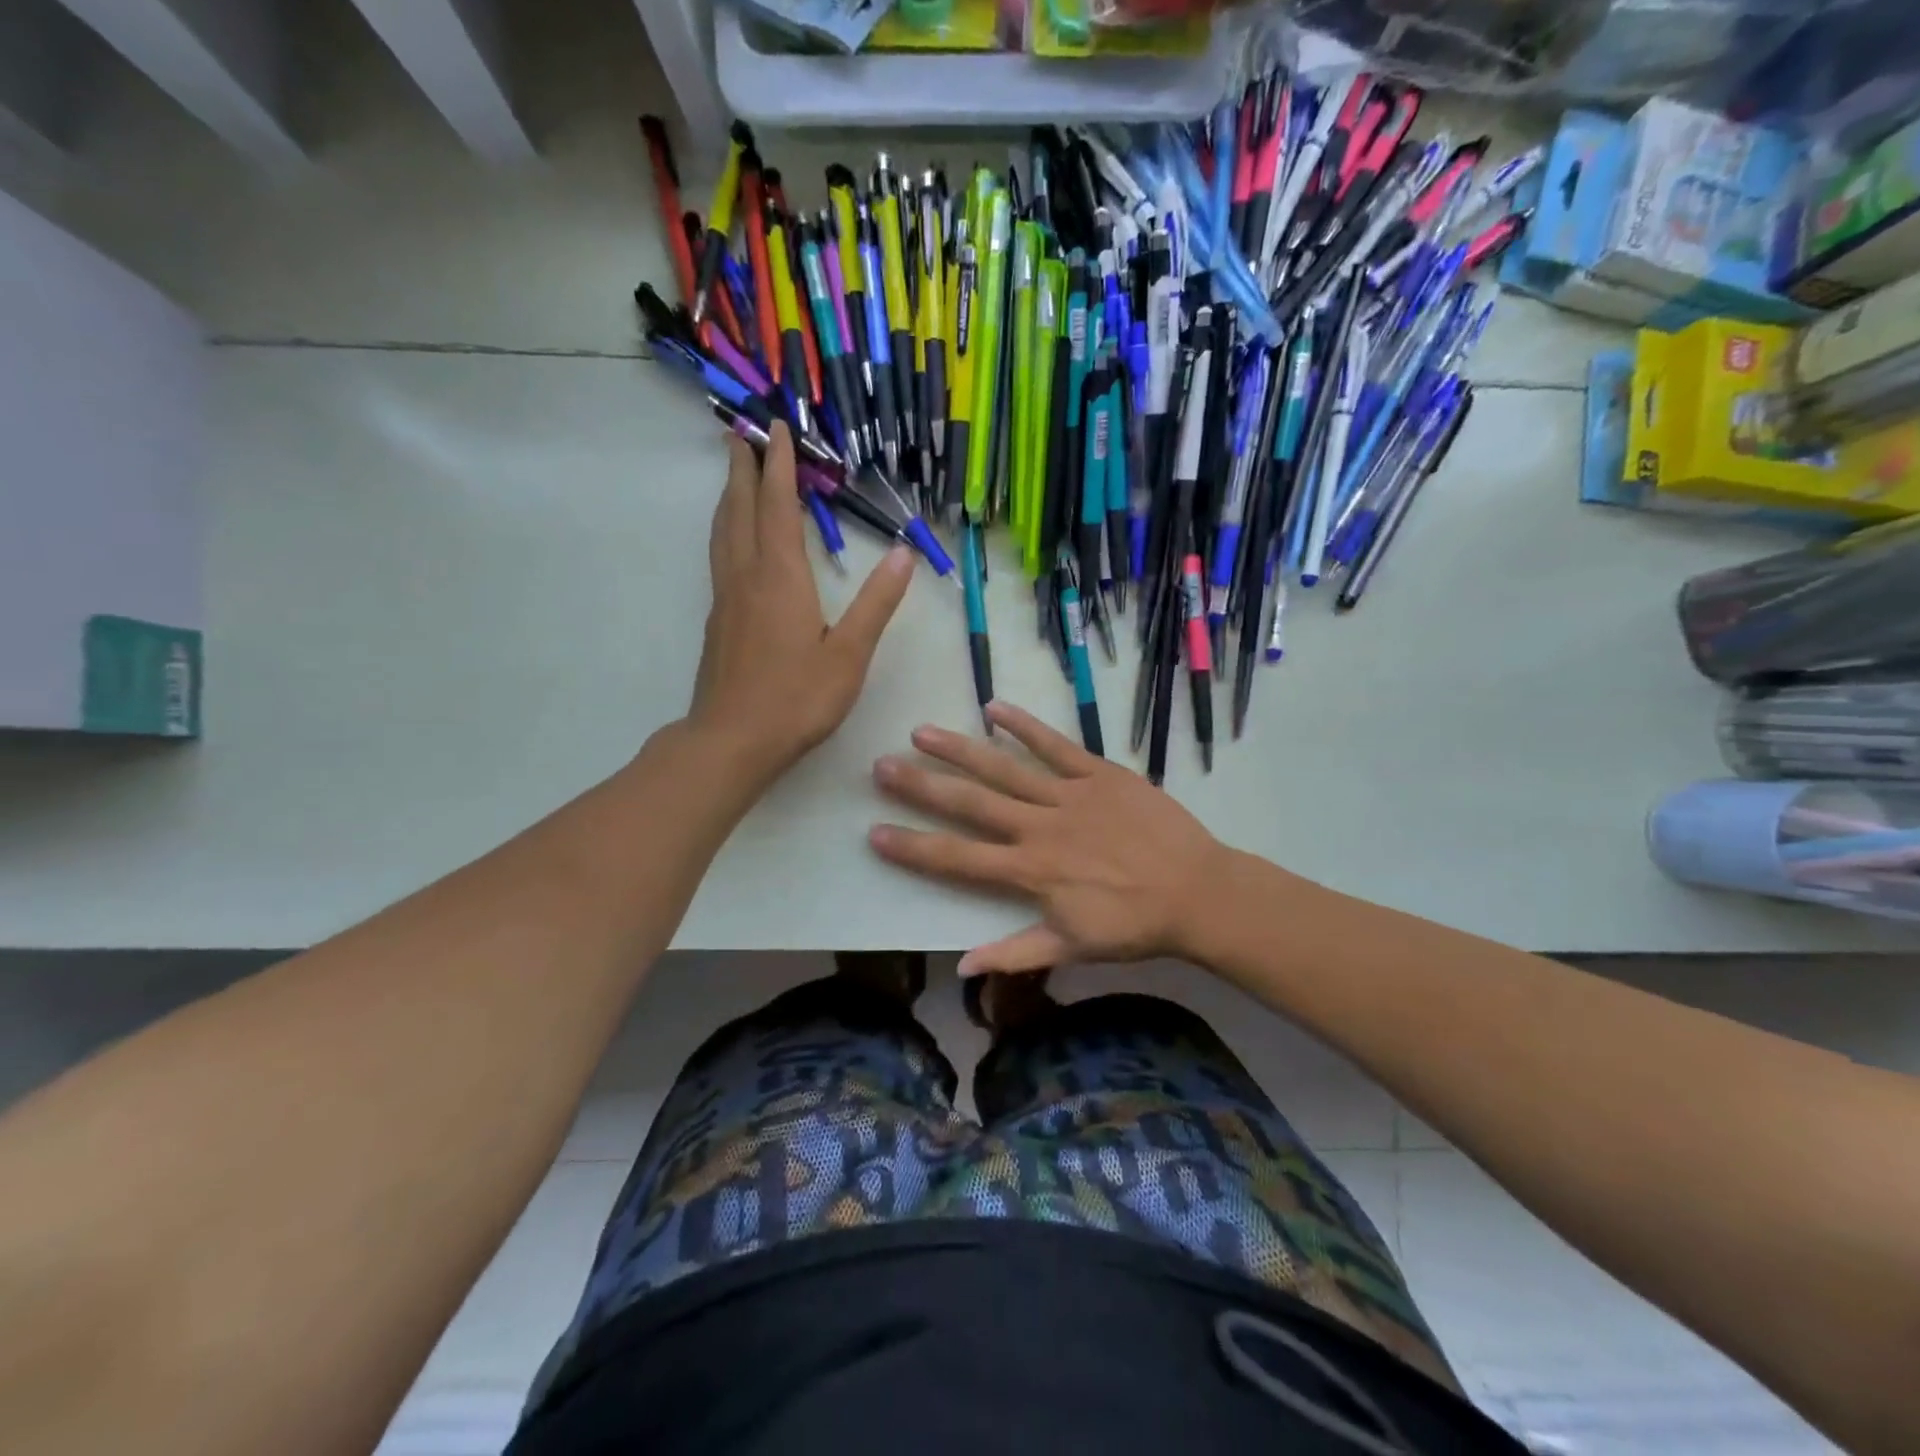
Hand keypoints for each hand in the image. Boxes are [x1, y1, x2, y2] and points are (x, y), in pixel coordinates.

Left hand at [689, 423, 913, 781]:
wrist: (733, 741)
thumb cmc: (797, 699)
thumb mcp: (849, 654)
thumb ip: (876, 603)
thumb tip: (902, 554)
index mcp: (781, 578)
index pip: (777, 507)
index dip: (777, 466)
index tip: (774, 428)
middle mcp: (747, 577)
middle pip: (739, 509)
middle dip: (742, 468)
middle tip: (740, 433)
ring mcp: (726, 598)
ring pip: (723, 532)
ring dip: (728, 496)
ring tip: (732, 473)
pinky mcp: (718, 621)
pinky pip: (720, 556)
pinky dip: (726, 529)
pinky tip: (732, 540)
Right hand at [869, 700, 1228, 975]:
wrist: (1197, 892)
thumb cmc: (1132, 925)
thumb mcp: (1071, 949)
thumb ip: (1014, 954)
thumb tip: (961, 967)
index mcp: (1029, 871)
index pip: (957, 859)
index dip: (913, 846)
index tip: (874, 831)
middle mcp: (1038, 828)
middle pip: (970, 804)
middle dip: (922, 786)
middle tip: (882, 766)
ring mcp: (1068, 795)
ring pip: (1004, 769)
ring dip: (960, 749)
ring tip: (922, 732)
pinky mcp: (1098, 773)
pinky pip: (1056, 746)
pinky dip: (1026, 726)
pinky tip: (995, 708)